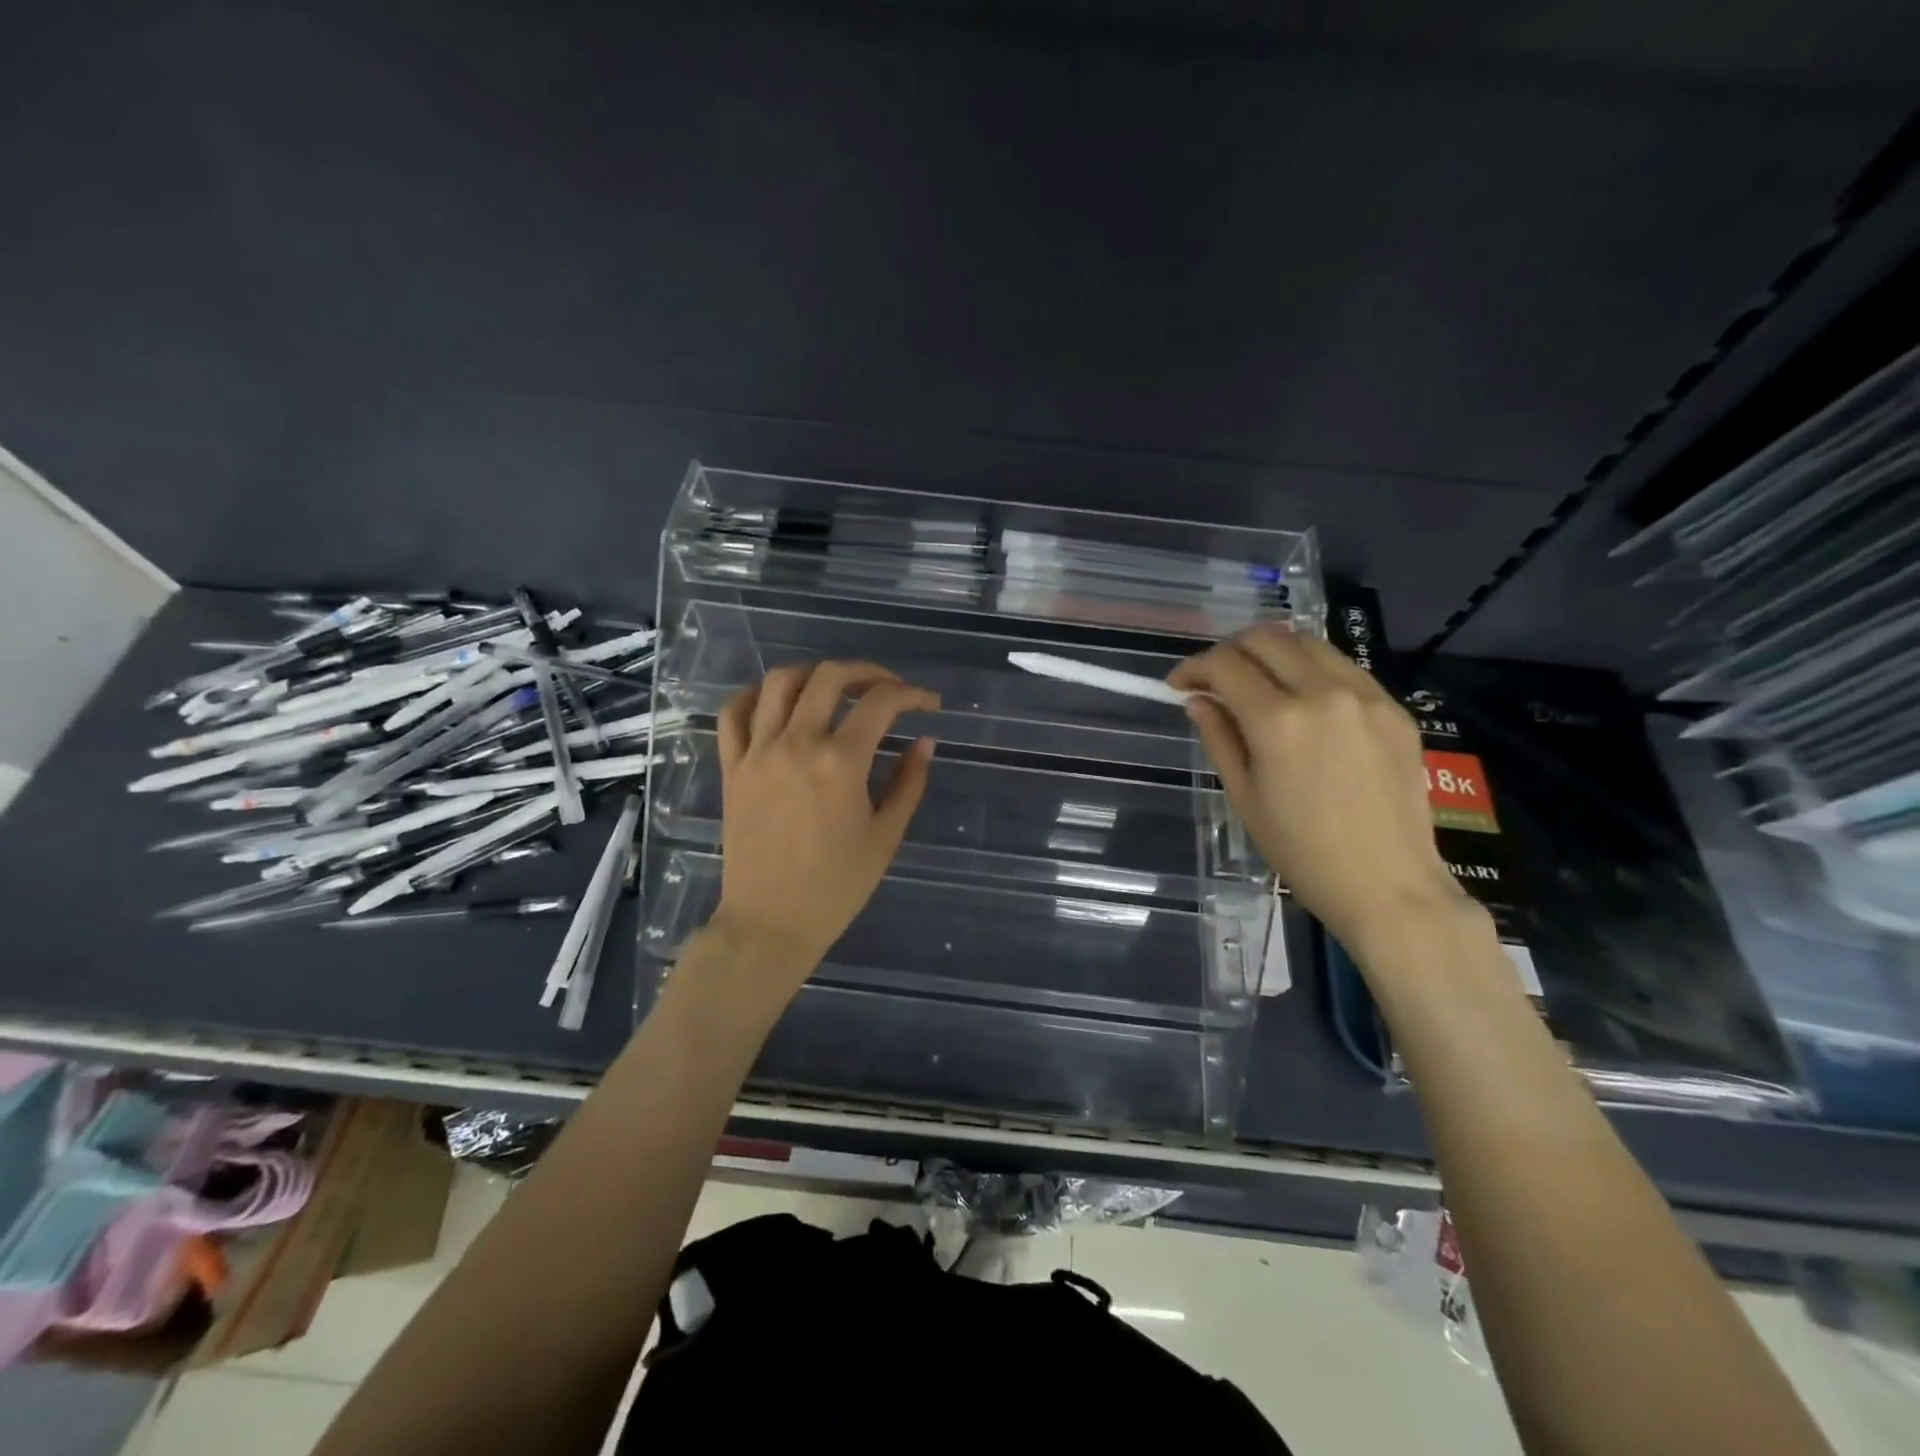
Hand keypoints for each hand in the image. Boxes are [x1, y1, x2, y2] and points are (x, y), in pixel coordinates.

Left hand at [708, 661, 937, 993]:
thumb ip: (908, 782)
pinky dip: (755, 696)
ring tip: (834, 689)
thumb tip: (924, 742)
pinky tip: (776, 703)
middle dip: (867, 672)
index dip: (912, 694)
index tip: (928, 705)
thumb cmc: (836, 886)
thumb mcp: (885, 836)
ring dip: (813, 674)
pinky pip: (734, 713)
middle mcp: (796, 743)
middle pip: (830, 677)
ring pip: (779, 682)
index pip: (881, 703)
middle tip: (887, 688)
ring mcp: (758, 752)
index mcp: (840, 762)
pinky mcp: (732, 767)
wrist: (770, 922)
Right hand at [1170, 626, 1471, 952]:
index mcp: (1279, 721)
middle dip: (1230, 649)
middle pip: (1266, 638)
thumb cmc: (1301, 852)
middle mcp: (1324, 693)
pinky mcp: (1394, 709)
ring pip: (1308, 643)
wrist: (1387, 884)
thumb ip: (1219, 737)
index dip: (1193, 667)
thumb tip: (1198, 700)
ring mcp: (1366, 696)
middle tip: (1214, 677)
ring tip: (1256, 679)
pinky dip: (1311, 669)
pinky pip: (1344, 668)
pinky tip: (1302, 699)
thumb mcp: (1244, 797)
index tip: (1179, 684)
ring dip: (1272, 651)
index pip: (1225, 665)